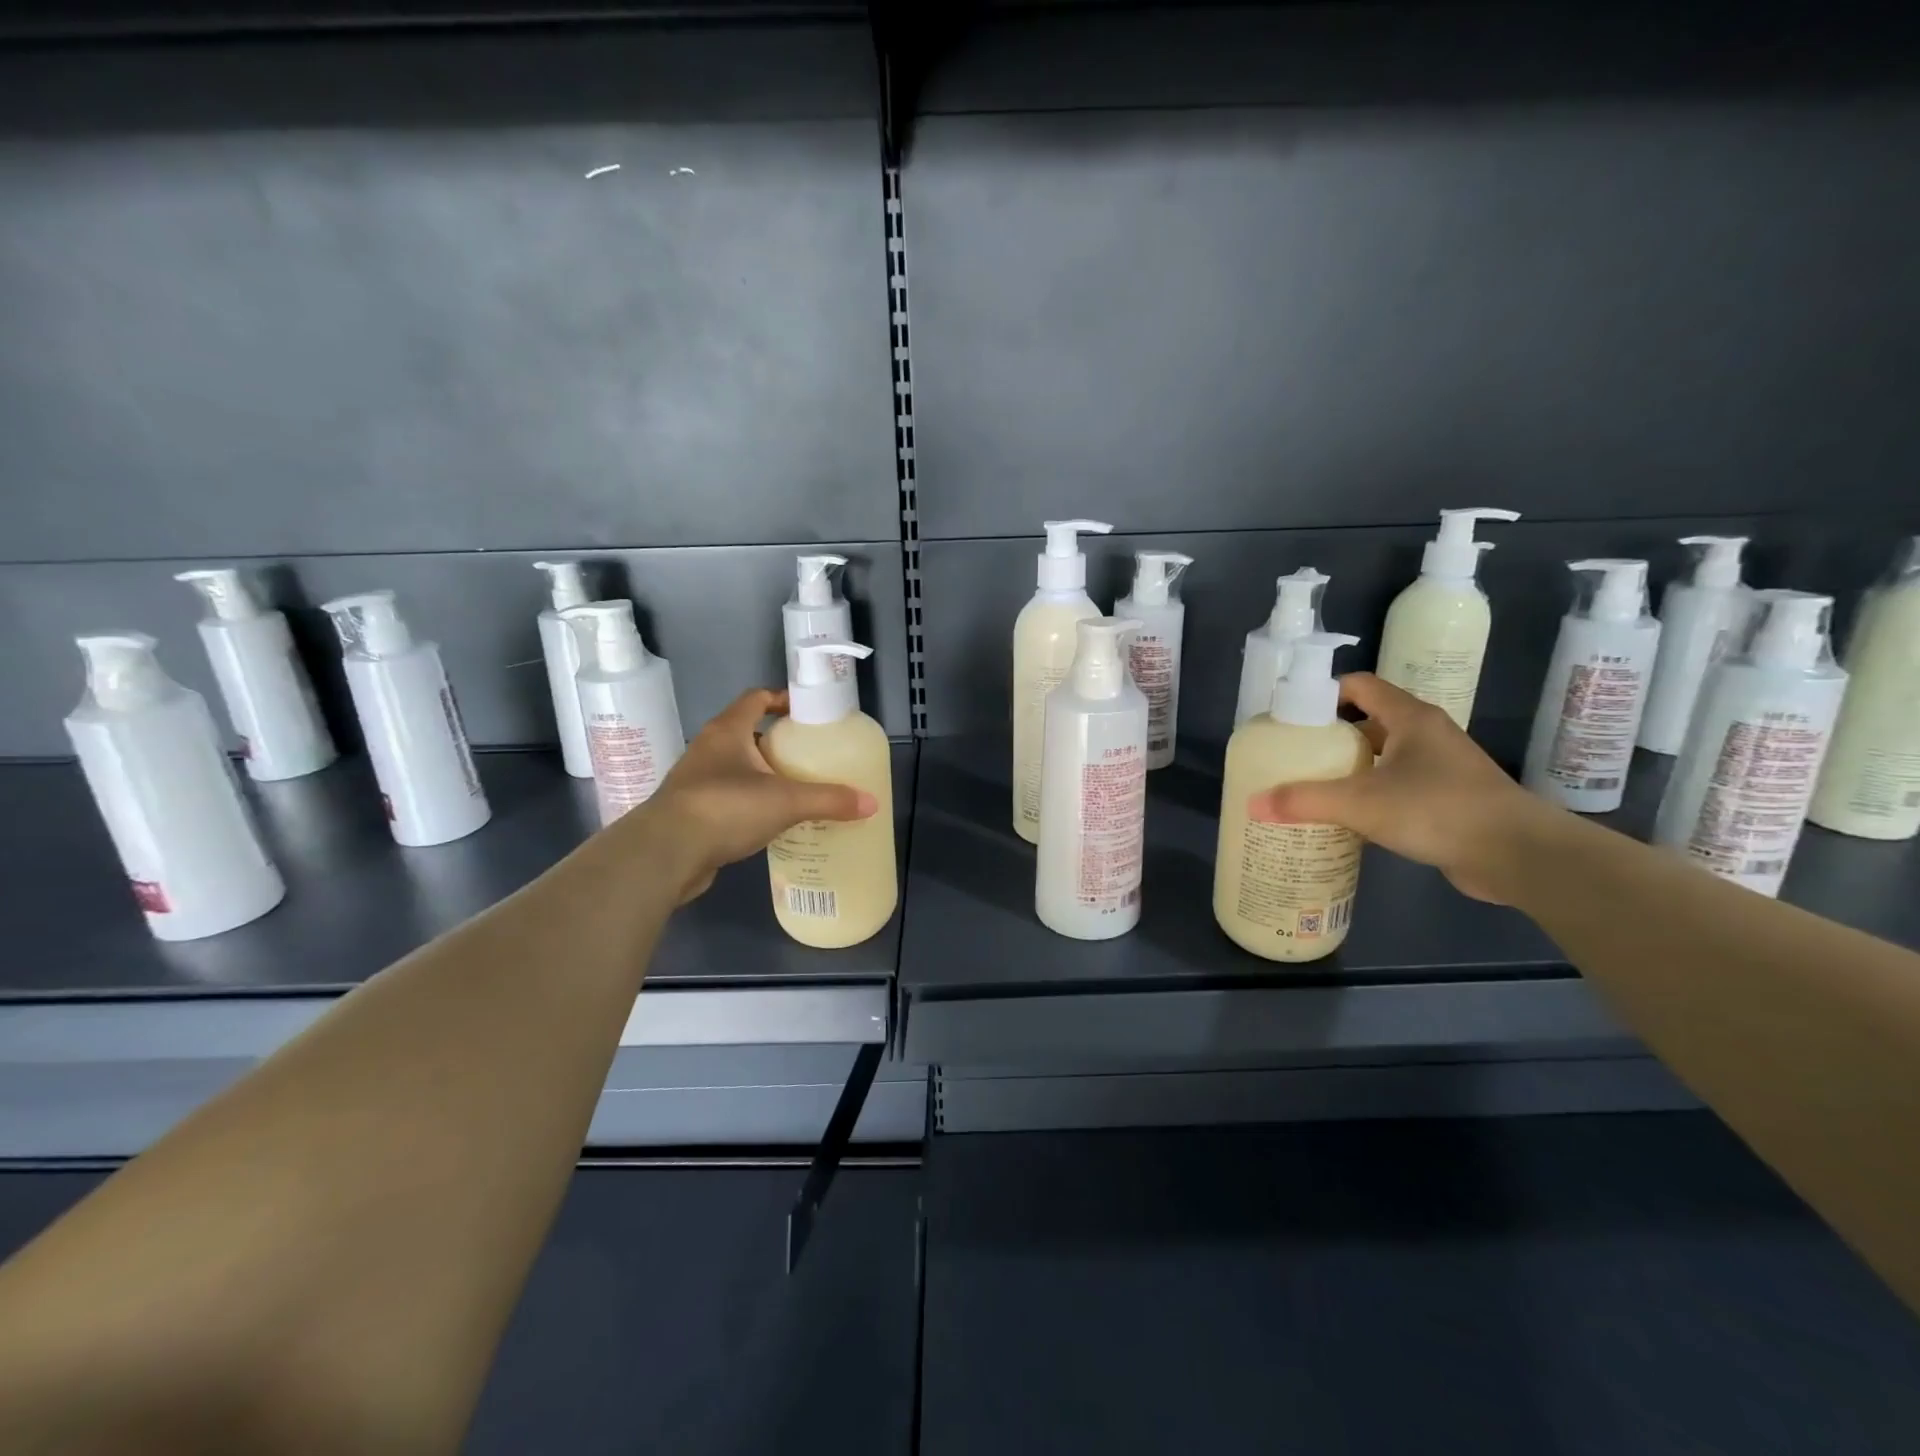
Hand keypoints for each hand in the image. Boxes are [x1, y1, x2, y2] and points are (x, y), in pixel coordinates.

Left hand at [618, 689, 876, 902]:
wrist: (665, 853)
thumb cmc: (725, 808)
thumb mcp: (786, 801)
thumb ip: (829, 800)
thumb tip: (871, 803)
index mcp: (728, 730)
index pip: (756, 698)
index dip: (781, 699)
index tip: (806, 712)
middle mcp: (708, 748)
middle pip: (747, 733)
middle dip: (777, 743)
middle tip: (809, 756)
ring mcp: (696, 780)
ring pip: (736, 767)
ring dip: (762, 774)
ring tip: (795, 789)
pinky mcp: (691, 811)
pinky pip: (727, 798)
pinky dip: (749, 803)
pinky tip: (770, 821)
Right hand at [1248, 672, 1561, 903]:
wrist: (1518, 855)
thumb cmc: (1438, 809)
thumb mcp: (1362, 803)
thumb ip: (1305, 801)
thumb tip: (1252, 804)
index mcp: (1410, 718)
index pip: (1360, 686)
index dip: (1323, 694)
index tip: (1290, 716)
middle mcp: (1427, 735)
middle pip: (1368, 722)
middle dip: (1330, 736)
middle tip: (1293, 755)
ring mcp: (1441, 767)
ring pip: (1383, 757)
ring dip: (1351, 768)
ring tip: (1312, 785)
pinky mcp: (1448, 799)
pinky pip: (1398, 786)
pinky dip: (1372, 795)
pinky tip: (1348, 817)